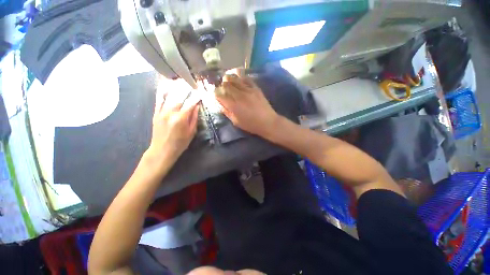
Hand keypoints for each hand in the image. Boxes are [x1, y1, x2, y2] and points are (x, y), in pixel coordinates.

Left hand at [147, 79, 199, 165]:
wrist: (162, 150)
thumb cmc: (180, 143)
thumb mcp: (192, 132)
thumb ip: (194, 118)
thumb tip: (197, 106)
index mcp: (181, 118)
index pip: (191, 103)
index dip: (197, 96)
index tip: (201, 91)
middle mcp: (171, 112)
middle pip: (179, 96)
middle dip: (187, 88)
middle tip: (192, 82)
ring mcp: (161, 111)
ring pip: (169, 95)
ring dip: (176, 86)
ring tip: (181, 80)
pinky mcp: (156, 112)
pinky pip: (159, 99)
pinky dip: (164, 91)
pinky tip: (168, 85)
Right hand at [216, 74, 278, 136]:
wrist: (268, 122)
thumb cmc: (251, 125)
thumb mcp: (236, 122)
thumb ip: (227, 112)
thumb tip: (221, 104)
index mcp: (233, 105)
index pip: (219, 94)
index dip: (216, 93)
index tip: (217, 95)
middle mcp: (239, 95)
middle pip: (226, 84)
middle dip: (222, 86)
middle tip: (223, 89)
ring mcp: (248, 90)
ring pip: (234, 78)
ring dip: (229, 79)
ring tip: (229, 81)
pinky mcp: (255, 88)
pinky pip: (246, 78)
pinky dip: (240, 77)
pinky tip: (239, 79)